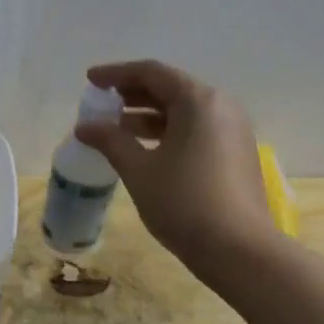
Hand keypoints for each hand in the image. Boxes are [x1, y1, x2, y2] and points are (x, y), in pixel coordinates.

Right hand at [74, 60, 274, 272]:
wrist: (239, 250)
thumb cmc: (184, 203)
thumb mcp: (139, 170)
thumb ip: (110, 141)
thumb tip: (84, 127)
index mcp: (198, 100)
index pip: (151, 72)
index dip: (116, 74)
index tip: (90, 81)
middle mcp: (220, 106)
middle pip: (170, 88)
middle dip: (132, 94)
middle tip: (101, 104)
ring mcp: (232, 130)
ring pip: (183, 111)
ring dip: (148, 116)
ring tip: (116, 130)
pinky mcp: (236, 153)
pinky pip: (196, 130)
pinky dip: (167, 132)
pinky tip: (144, 151)